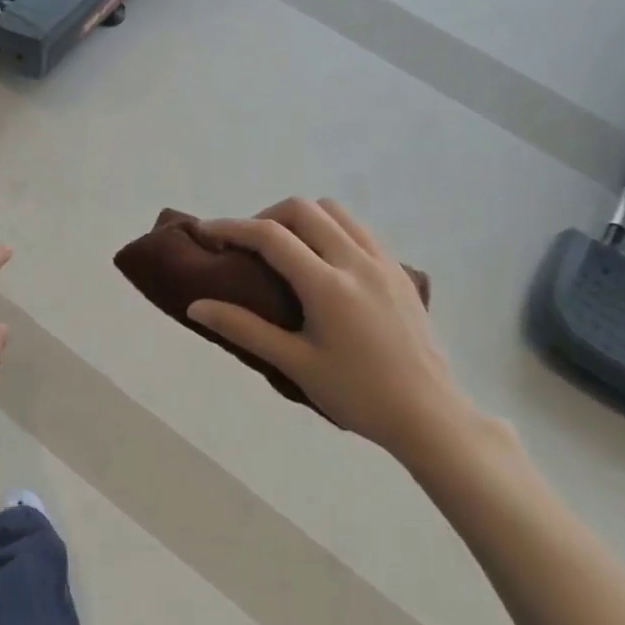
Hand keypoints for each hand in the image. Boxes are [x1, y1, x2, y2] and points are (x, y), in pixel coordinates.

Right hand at [188, 199, 517, 481]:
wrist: (429, 414)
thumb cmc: (357, 395)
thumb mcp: (295, 364)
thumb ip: (244, 329)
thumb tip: (196, 307)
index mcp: (328, 285)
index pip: (271, 236)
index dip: (231, 227)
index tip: (205, 232)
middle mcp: (357, 261)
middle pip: (303, 209)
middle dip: (264, 216)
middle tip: (245, 246)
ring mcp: (383, 262)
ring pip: (334, 211)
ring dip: (300, 218)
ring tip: (283, 249)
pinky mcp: (399, 270)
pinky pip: (358, 228)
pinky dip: (329, 228)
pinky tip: (321, 260)